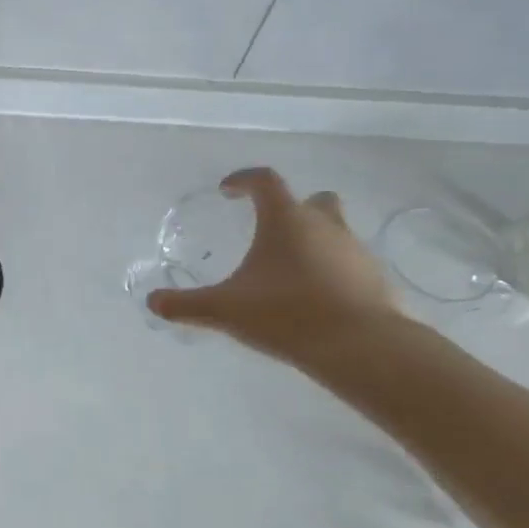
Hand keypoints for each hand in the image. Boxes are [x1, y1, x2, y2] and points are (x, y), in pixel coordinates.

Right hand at [147, 167, 398, 368]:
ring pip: (333, 231)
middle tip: (269, 231)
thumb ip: (185, 305)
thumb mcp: (224, 310)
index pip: (264, 181)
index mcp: (286, 220)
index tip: (226, 191)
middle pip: (311, 200)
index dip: (243, 180)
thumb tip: (153, 302)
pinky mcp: (375, 279)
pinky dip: (331, 271)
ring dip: (312, 242)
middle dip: (290, 209)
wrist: (360, 347)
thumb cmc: (286, 313)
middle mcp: (324, 225)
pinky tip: (314, 298)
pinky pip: (348, 264)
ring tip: (288, 272)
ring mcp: (355, 251)